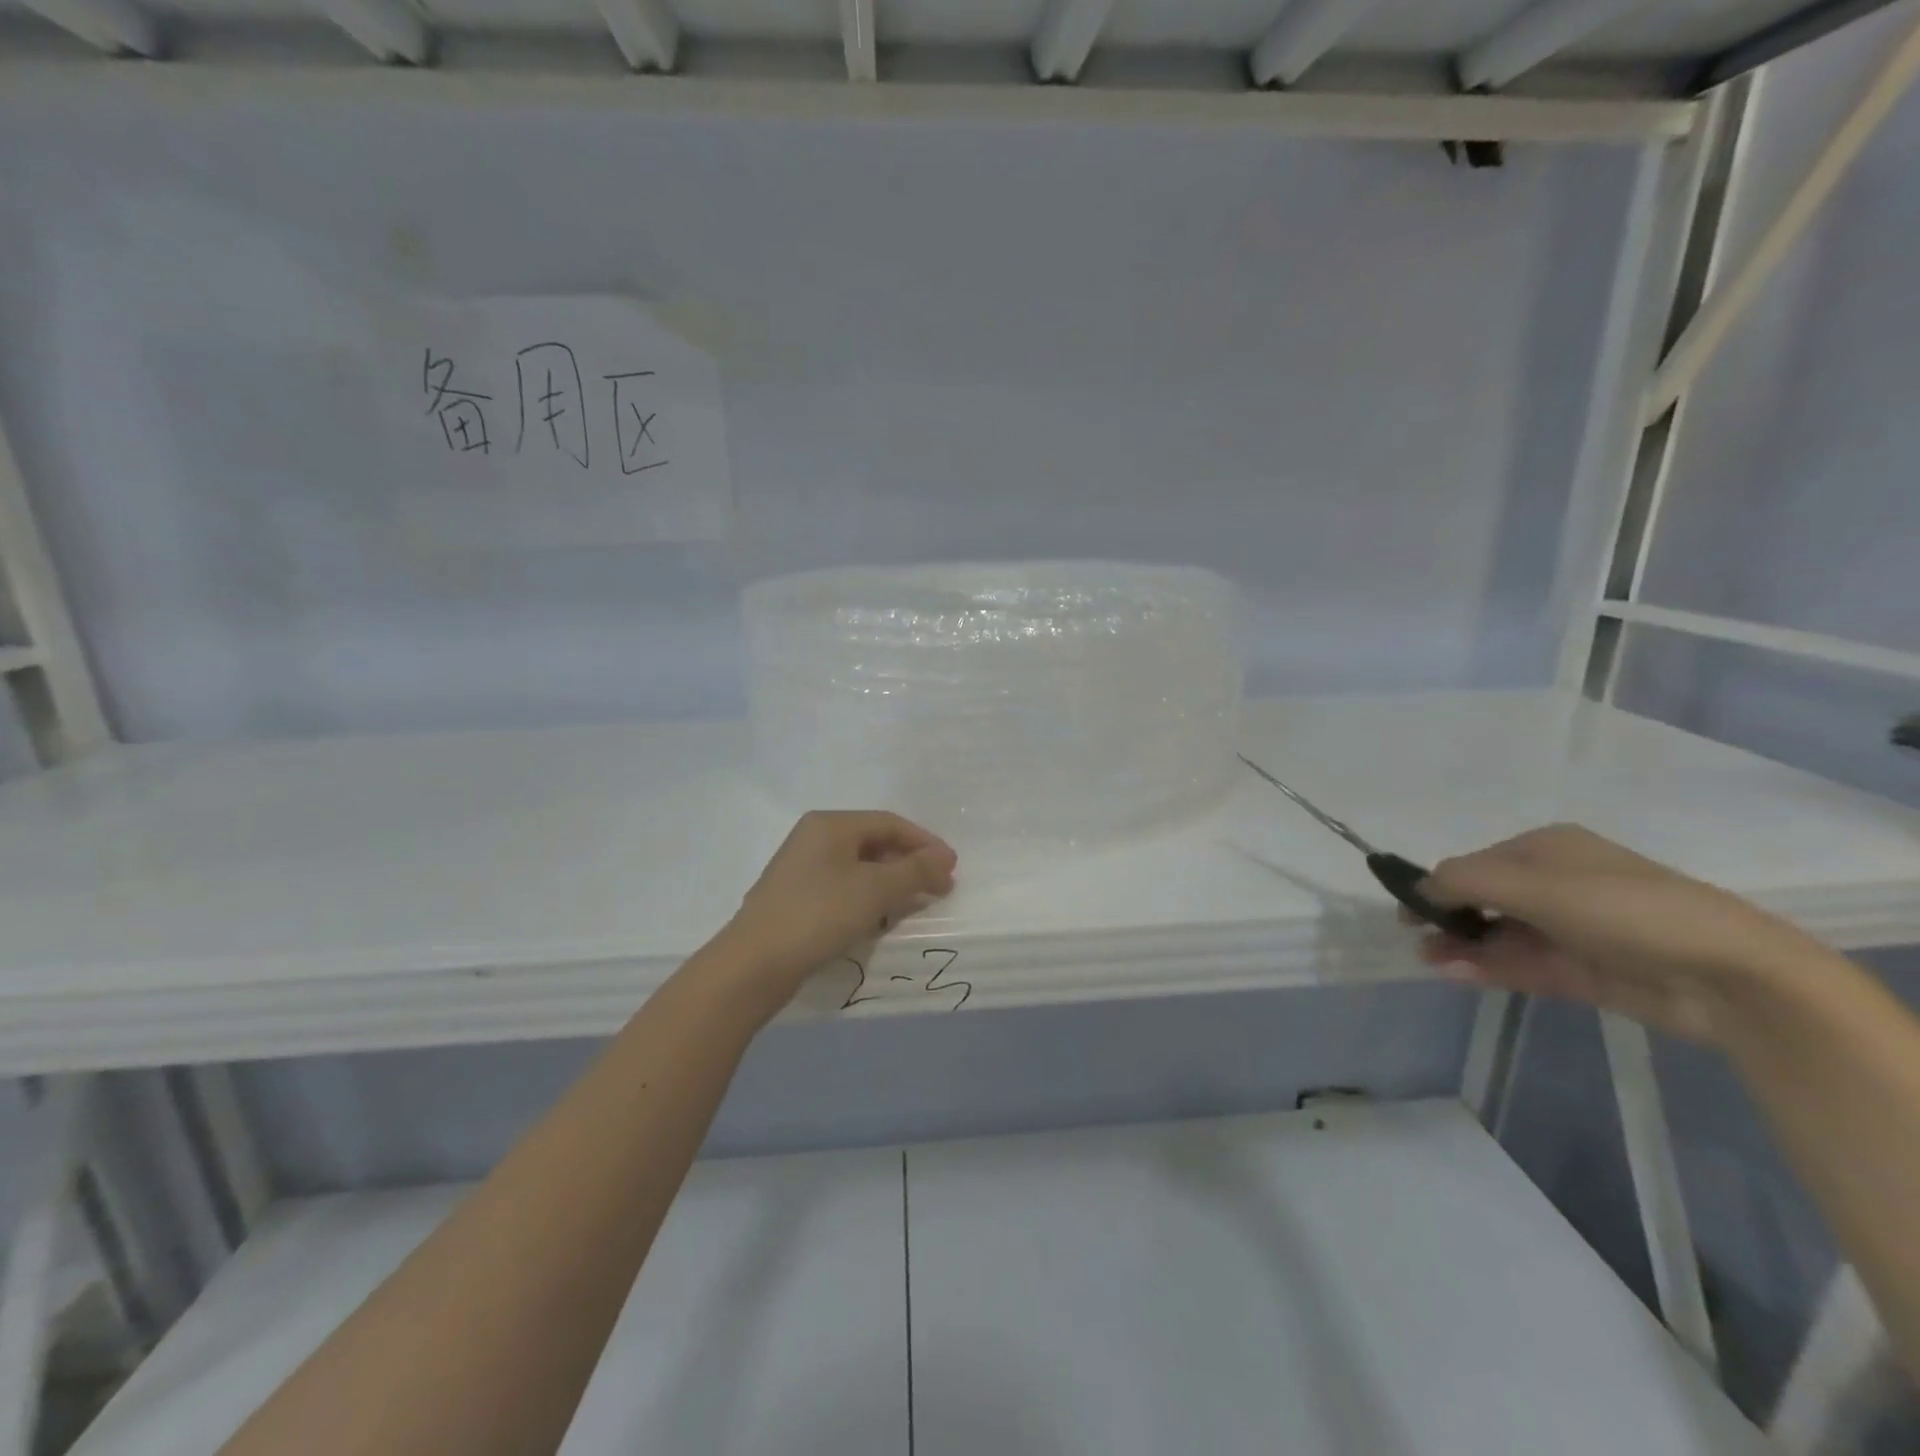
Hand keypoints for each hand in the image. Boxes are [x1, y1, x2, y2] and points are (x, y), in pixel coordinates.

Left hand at [713, 811, 957, 1017]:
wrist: (754, 964)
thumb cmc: (819, 914)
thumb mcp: (875, 890)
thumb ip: (914, 871)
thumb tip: (944, 859)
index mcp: (831, 824)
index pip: (890, 823)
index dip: (925, 843)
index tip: (952, 868)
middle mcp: (814, 838)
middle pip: (874, 842)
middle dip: (909, 864)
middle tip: (938, 888)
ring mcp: (801, 868)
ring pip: (859, 867)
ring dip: (891, 883)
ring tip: (914, 905)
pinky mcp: (796, 897)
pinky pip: (843, 887)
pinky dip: (868, 898)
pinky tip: (879, 919)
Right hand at [1415, 824, 1835, 1043]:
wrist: (1727, 976)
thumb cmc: (1622, 908)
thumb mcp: (1533, 883)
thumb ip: (1465, 880)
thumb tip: (1419, 887)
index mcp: (1548, 850)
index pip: (1476, 863)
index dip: (1440, 883)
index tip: (1409, 908)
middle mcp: (1557, 884)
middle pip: (1485, 899)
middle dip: (1448, 917)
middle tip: (1415, 937)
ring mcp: (1570, 930)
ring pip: (1500, 935)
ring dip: (1463, 945)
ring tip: (1429, 959)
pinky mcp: (1582, 971)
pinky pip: (1522, 964)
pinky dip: (1488, 967)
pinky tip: (1456, 972)